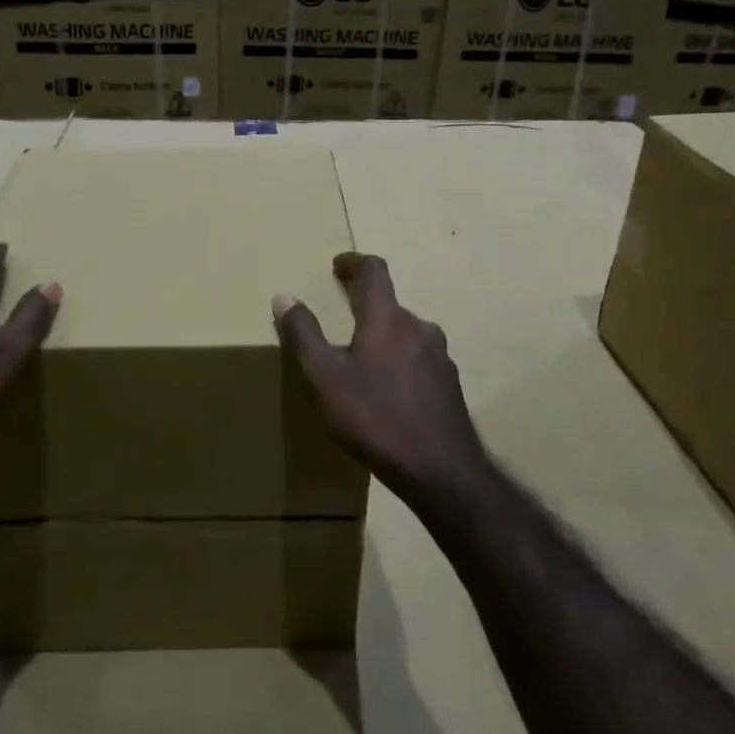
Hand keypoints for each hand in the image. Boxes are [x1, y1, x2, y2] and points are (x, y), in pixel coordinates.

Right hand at [273, 253, 487, 509]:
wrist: (441, 471)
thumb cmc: (375, 418)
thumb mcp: (324, 378)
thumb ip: (303, 335)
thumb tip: (284, 297)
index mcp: (387, 319)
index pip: (374, 271)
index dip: (354, 262)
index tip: (339, 264)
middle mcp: (419, 328)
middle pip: (389, 305)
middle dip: (365, 307)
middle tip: (342, 320)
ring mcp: (439, 357)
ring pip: (405, 335)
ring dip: (383, 337)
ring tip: (361, 362)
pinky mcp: (449, 385)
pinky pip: (418, 361)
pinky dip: (399, 363)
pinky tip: (388, 393)